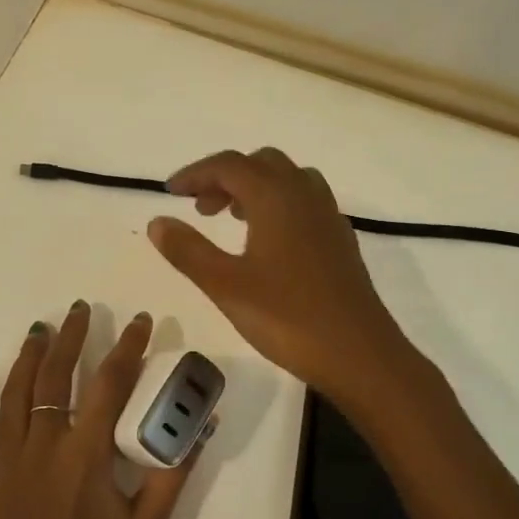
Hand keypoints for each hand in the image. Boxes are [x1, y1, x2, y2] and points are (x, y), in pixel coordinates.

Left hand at [0, 303, 204, 518]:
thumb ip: (173, 472)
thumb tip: (200, 425)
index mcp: (87, 454)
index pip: (110, 383)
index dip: (128, 347)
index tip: (141, 321)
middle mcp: (44, 448)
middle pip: (55, 378)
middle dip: (72, 338)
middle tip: (81, 310)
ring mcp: (9, 466)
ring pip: (14, 396)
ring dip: (27, 358)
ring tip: (39, 331)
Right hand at [146, 148, 411, 402]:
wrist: (360, 354)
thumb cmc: (288, 317)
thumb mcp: (225, 285)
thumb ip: (187, 250)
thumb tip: (158, 221)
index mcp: (275, 197)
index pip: (229, 165)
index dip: (195, 173)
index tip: (170, 192)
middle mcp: (304, 194)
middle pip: (260, 164)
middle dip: (225, 177)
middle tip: (200, 207)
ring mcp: (328, 215)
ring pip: (286, 179)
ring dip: (254, 187)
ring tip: (230, 218)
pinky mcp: (340, 239)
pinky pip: (305, 201)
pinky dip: (278, 204)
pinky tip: (268, 240)